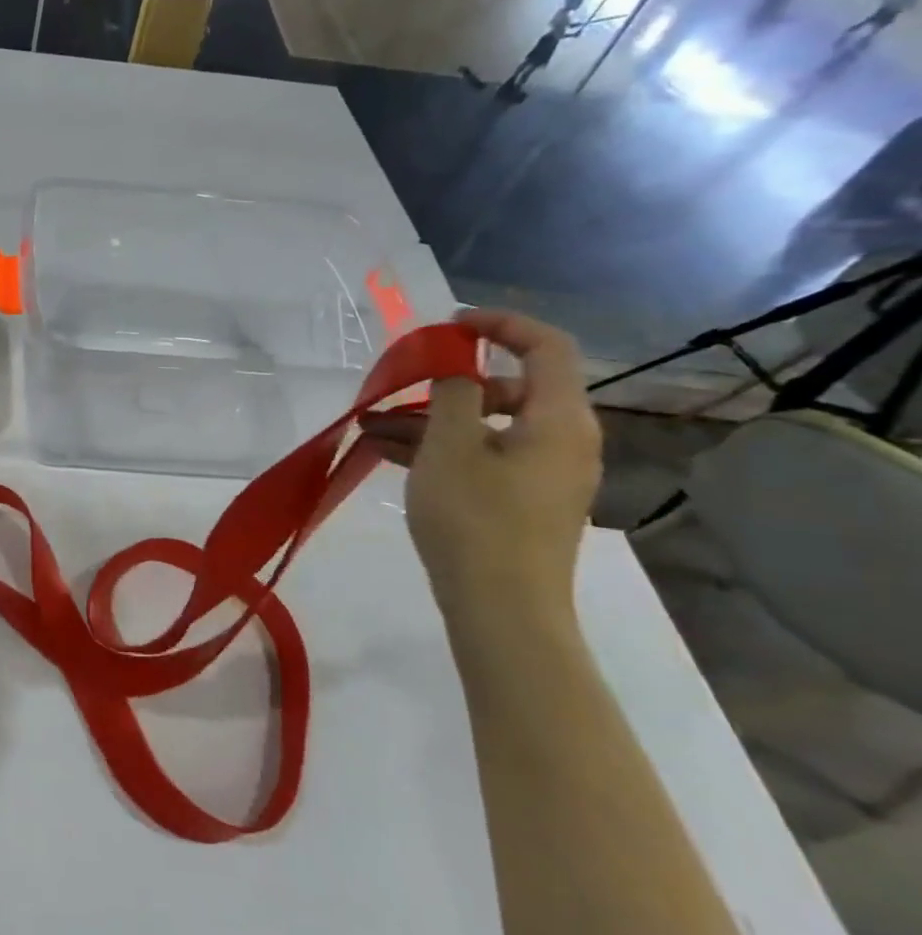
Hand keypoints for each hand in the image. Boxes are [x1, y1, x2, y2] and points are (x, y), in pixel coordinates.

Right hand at [360, 309, 600, 612]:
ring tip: (372, 426)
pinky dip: (442, 449)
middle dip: (447, 382)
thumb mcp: (450, 447)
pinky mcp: (523, 502)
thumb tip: (458, 364)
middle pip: (509, 388)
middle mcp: (563, 441)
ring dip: (432, 419)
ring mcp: (544, 475)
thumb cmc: (476, 520)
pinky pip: (483, 457)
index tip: (449, 325)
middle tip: (399, 387)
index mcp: (559, 419)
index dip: (501, 324)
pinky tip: (388, 453)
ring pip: (487, 426)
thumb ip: (453, 393)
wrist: (502, 610)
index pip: (546, 347)